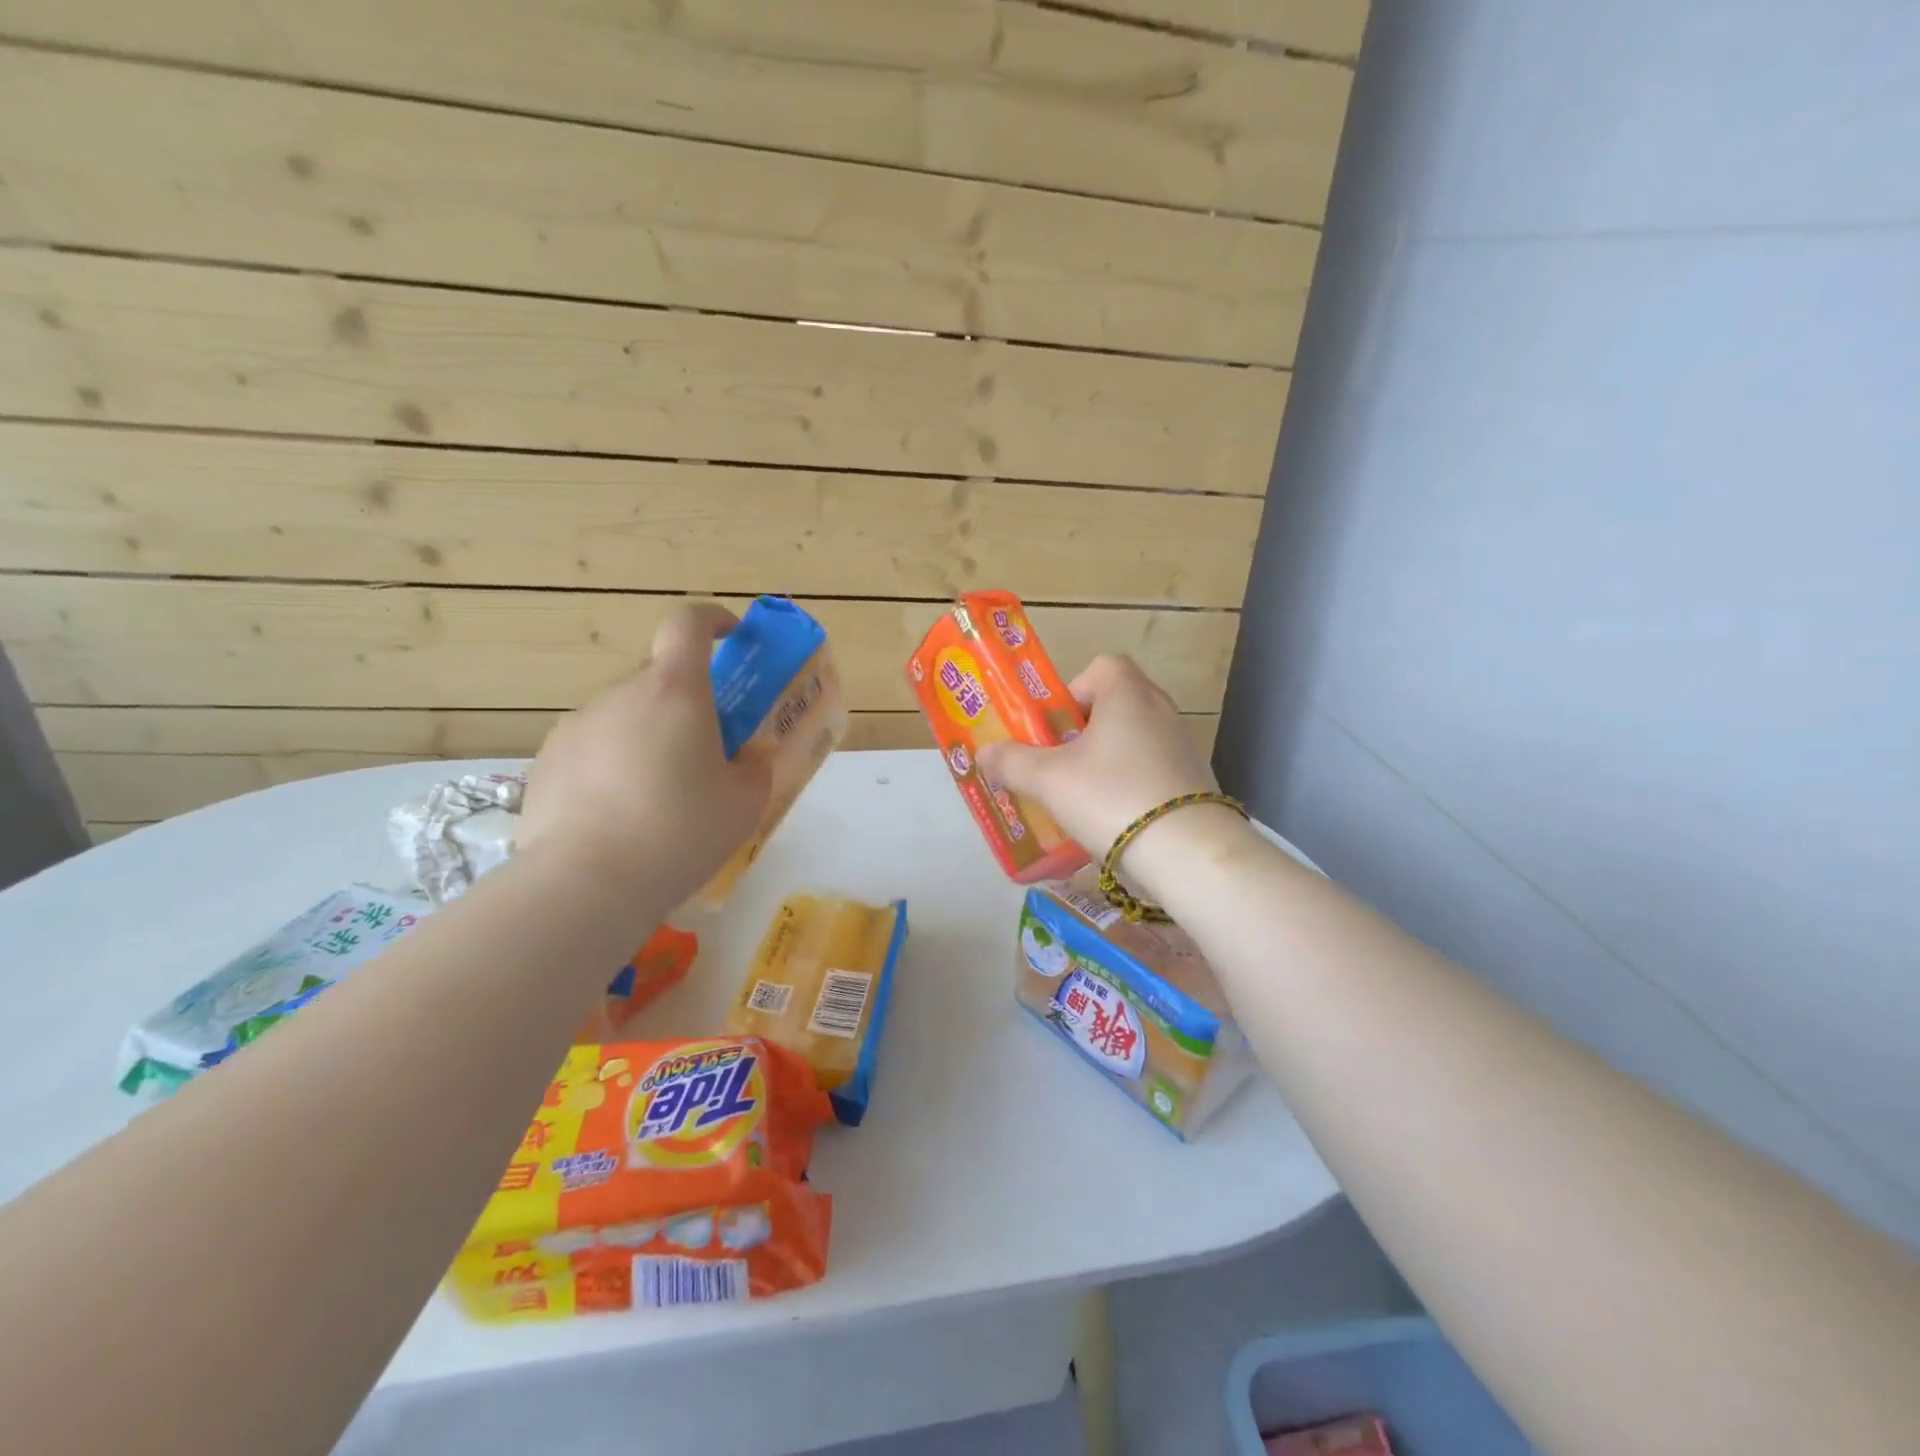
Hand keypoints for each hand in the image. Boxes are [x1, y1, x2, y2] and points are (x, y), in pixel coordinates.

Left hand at [517, 603, 771, 901]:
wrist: (587, 883)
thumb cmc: (681, 831)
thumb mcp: (745, 802)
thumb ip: (755, 766)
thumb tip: (747, 756)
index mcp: (675, 692)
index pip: (689, 624)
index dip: (713, 620)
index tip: (731, 637)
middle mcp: (621, 695)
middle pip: (659, 680)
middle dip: (685, 705)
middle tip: (703, 754)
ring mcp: (576, 726)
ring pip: (624, 718)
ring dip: (646, 739)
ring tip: (656, 798)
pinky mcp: (545, 762)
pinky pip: (591, 749)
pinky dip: (610, 767)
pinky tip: (616, 818)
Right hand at [977, 655, 1244, 899]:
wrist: (1188, 852)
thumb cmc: (1112, 797)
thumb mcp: (1049, 780)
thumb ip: (1012, 763)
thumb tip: (984, 754)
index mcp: (1128, 694)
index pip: (1101, 667)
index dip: (1072, 691)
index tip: (1054, 728)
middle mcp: (1161, 710)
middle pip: (1114, 706)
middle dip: (1081, 733)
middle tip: (1058, 766)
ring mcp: (1183, 746)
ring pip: (1132, 741)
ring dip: (1105, 761)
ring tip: (1081, 799)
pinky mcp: (1195, 781)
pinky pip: (1152, 770)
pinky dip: (1130, 785)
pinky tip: (1114, 820)